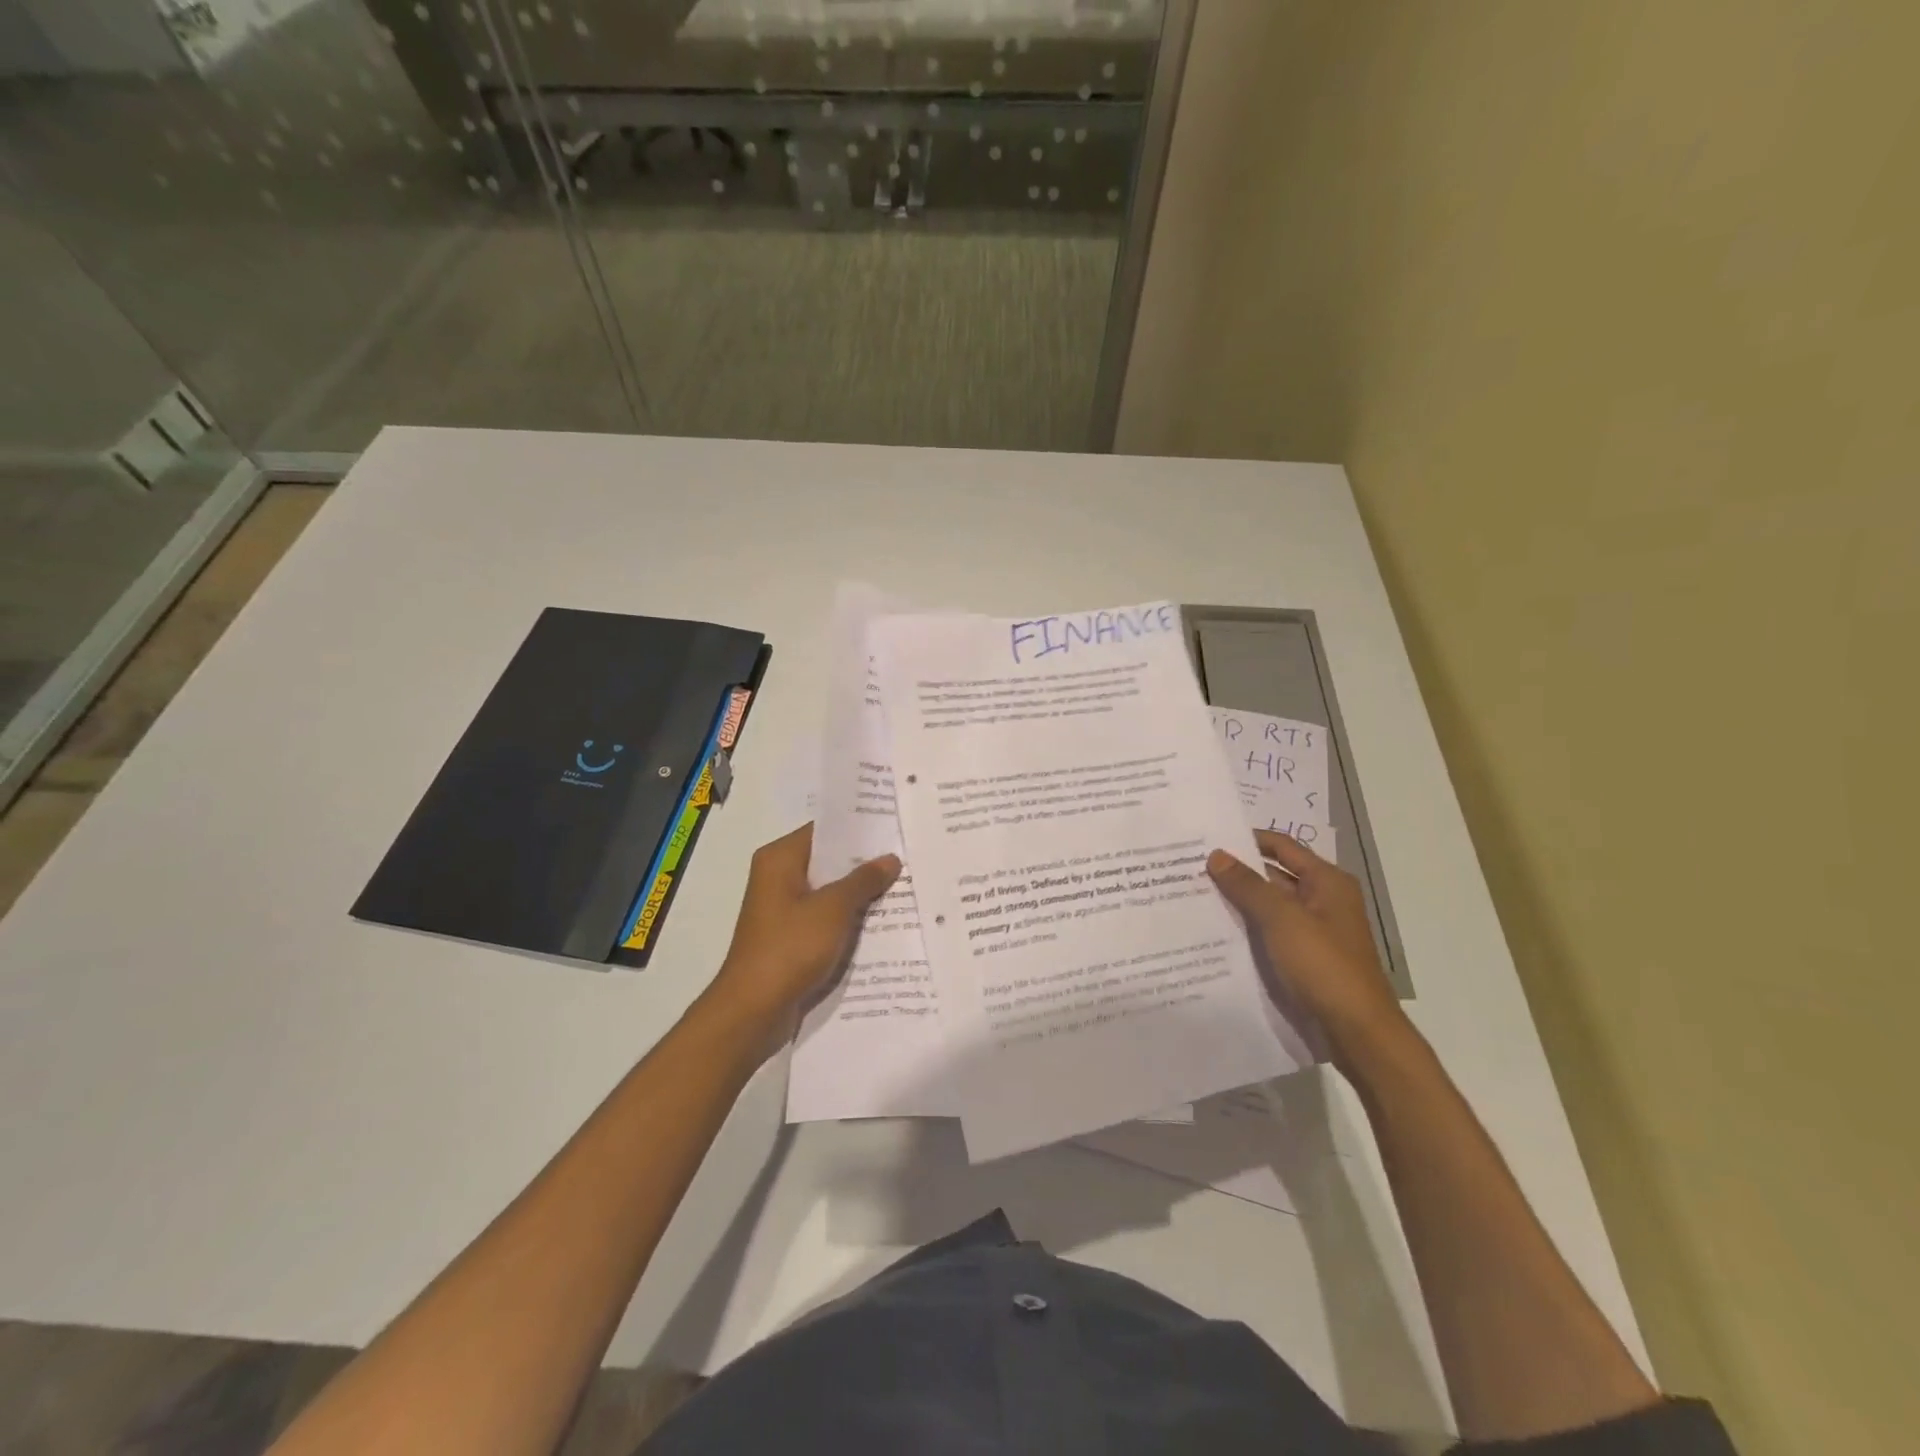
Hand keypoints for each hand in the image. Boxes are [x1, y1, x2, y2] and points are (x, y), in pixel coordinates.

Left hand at [704, 823, 900, 1040]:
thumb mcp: (833, 909)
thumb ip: (863, 881)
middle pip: (828, 860)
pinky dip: (848, 917)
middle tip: (907, 855)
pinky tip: (881, 920)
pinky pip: (825, 917)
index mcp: (779, 859)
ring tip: (903, 884)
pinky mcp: (790, 936)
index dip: (859, 829)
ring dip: (859, 892)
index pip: (824, 831)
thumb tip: (890, 859)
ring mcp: (783, 908)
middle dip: (864, 862)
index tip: (894, 826)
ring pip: (829, 890)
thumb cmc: (789, 948)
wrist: (753, 1009)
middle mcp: (777, 877)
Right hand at [1207, 830, 1409, 1069]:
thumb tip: (1217, 855)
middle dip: (1236, 872)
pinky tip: (1213, 932)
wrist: (1356, 1031)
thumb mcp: (1282, 919)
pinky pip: (1269, 933)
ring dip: (1238, 902)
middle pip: (1274, 876)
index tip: (1208, 839)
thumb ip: (1248, 885)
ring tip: (1193, 897)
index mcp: (1327, 882)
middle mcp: (1322, 900)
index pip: (1281, 847)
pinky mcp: (1304, 958)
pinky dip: (1246, 929)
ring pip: (1268, 907)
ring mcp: (1313, 931)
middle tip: (1190, 868)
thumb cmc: (1324, 965)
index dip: (1248, 839)